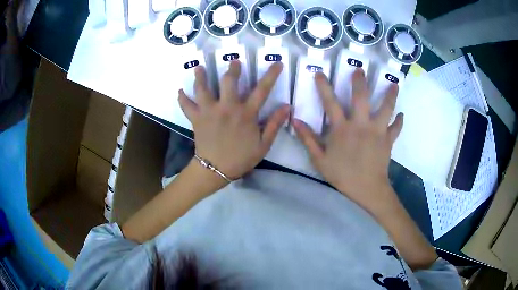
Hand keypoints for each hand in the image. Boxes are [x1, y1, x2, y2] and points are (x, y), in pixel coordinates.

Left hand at [178, 61, 288, 180]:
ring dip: (201, 76)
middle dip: (232, 68)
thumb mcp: (263, 145)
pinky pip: (186, 106)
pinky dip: (182, 98)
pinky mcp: (196, 118)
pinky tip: (180, 91)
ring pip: (203, 88)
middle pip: (228, 81)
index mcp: (245, 114)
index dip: (271, 75)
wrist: (216, 170)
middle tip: (234, 61)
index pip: (262, 90)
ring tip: (199, 67)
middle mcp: (226, 108)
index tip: (277, 63)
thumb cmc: (241, 158)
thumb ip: (274, 124)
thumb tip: (287, 107)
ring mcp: (209, 111)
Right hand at [293, 69, 403, 214]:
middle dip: (360, 81)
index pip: (330, 103)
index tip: (320, 72)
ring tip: (394, 84)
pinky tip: (401, 115)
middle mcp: (361, 124)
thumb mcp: (320, 160)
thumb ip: (308, 139)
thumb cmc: (342, 175)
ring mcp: (377, 131)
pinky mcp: (388, 140)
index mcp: (342, 129)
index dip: (323, 86)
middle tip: (360, 69)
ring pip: (386, 108)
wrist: (366, 189)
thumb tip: (295, 121)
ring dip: (390, 95)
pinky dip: (399, 121)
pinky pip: (396, 128)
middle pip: (361, 98)